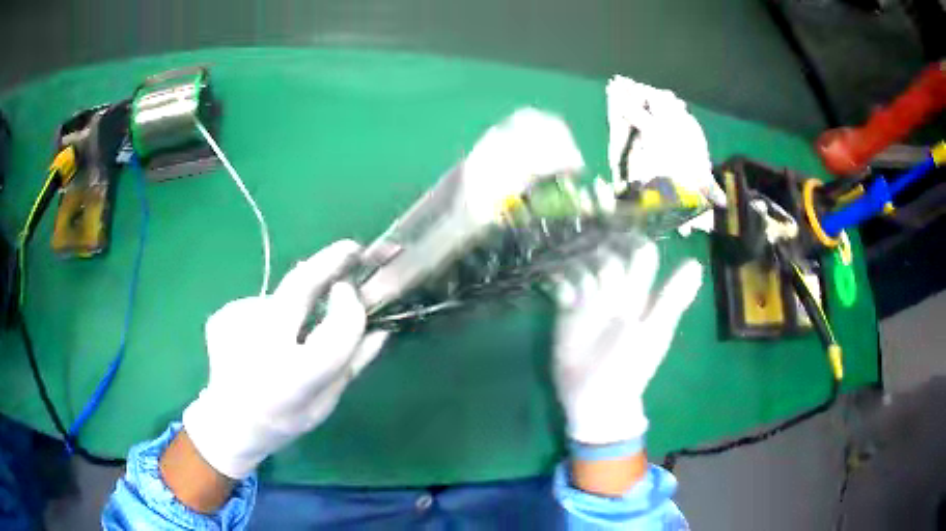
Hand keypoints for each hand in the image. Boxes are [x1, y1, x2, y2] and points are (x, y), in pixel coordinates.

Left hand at [182, 240, 386, 479]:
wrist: (229, 423)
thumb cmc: (284, 420)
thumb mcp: (327, 402)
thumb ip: (354, 362)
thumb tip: (381, 327)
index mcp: (295, 379)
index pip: (335, 332)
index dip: (350, 308)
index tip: (353, 291)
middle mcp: (261, 348)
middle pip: (298, 288)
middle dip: (328, 262)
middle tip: (350, 250)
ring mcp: (235, 327)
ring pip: (279, 298)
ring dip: (294, 305)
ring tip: (287, 339)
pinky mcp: (221, 317)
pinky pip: (259, 306)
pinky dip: (269, 317)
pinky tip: (260, 342)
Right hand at [553, 239, 701, 447]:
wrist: (596, 398)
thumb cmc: (629, 367)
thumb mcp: (653, 331)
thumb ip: (671, 298)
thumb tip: (695, 263)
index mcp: (640, 294)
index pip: (641, 254)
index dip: (632, 241)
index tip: (619, 235)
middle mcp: (616, 291)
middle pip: (609, 254)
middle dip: (600, 252)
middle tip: (591, 264)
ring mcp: (591, 300)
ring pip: (585, 265)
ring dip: (579, 265)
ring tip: (575, 285)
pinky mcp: (568, 310)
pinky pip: (563, 284)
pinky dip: (561, 282)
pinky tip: (562, 295)